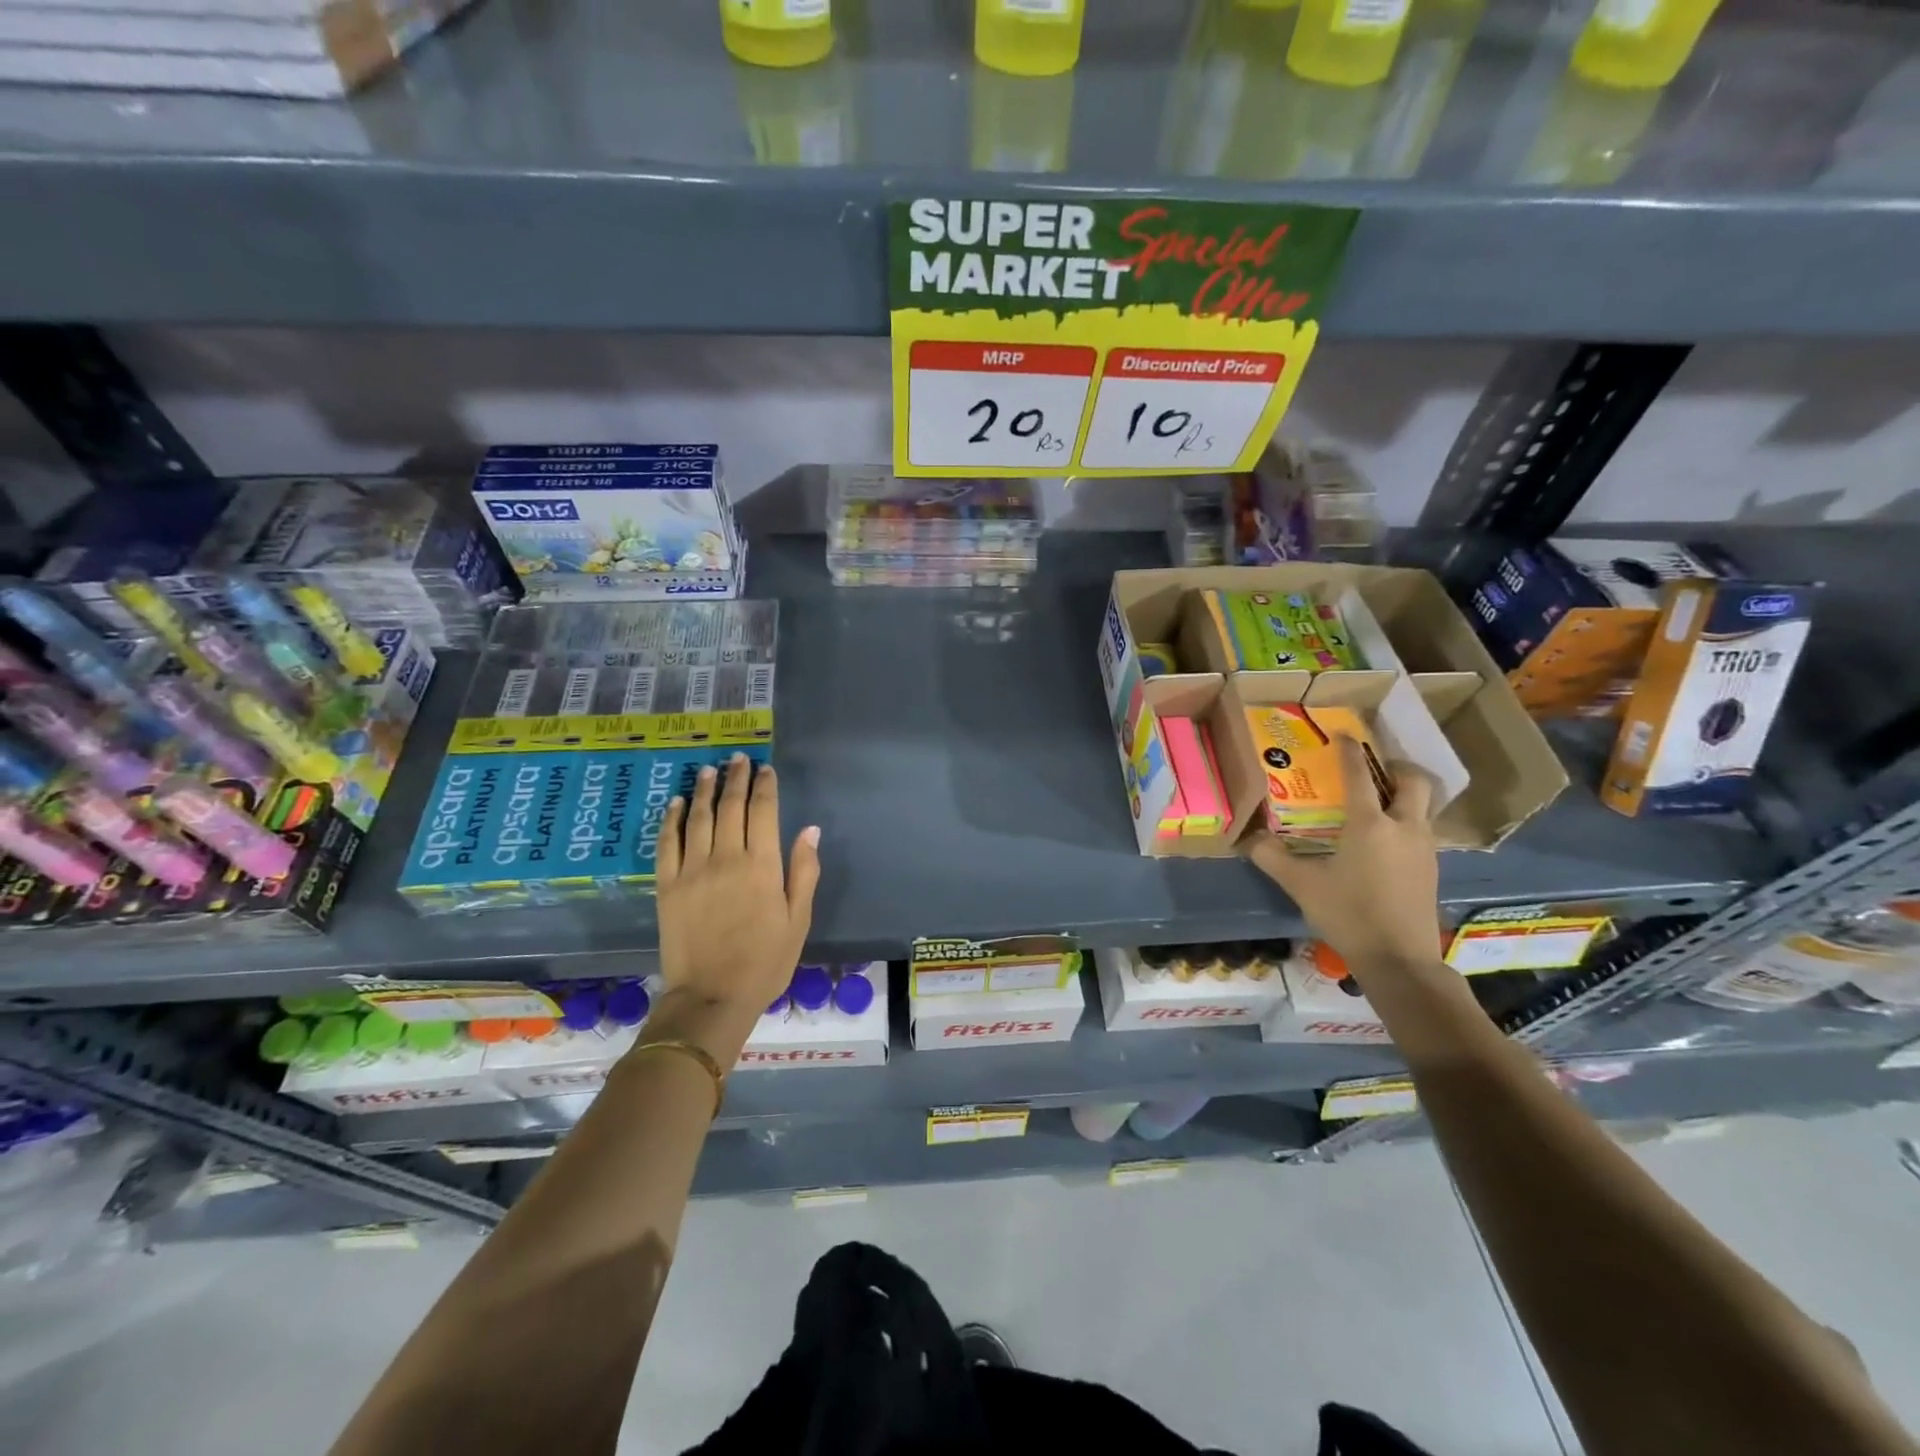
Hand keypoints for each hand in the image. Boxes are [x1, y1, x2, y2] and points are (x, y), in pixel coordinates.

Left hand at [649, 754, 821, 1064]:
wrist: (711, 997)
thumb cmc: (764, 962)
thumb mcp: (798, 920)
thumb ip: (804, 872)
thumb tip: (810, 830)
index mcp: (763, 866)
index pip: (764, 812)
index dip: (765, 786)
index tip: (765, 769)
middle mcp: (727, 858)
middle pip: (730, 806)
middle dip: (736, 778)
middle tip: (738, 759)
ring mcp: (693, 870)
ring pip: (699, 817)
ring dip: (704, 790)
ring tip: (709, 770)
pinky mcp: (667, 886)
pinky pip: (667, 843)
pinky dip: (672, 819)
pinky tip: (676, 803)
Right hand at [1245, 737, 1442, 973]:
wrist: (1400, 959)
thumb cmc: (1348, 914)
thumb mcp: (1301, 884)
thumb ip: (1271, 857)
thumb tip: (1244, 837)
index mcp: (1370, 823)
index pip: (1360, 775)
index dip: (1351, 751)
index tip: (1343, 735)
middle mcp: (1403, 827)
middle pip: (1413, 781)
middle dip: (1395, 767)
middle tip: (1372, 769)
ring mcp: (1424, 848)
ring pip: (1423, 806)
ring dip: (1403, 795)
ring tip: (1377, 801)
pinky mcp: (1432, 868)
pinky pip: (1422, 829)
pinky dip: (1406, 821)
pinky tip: (1384, 840)